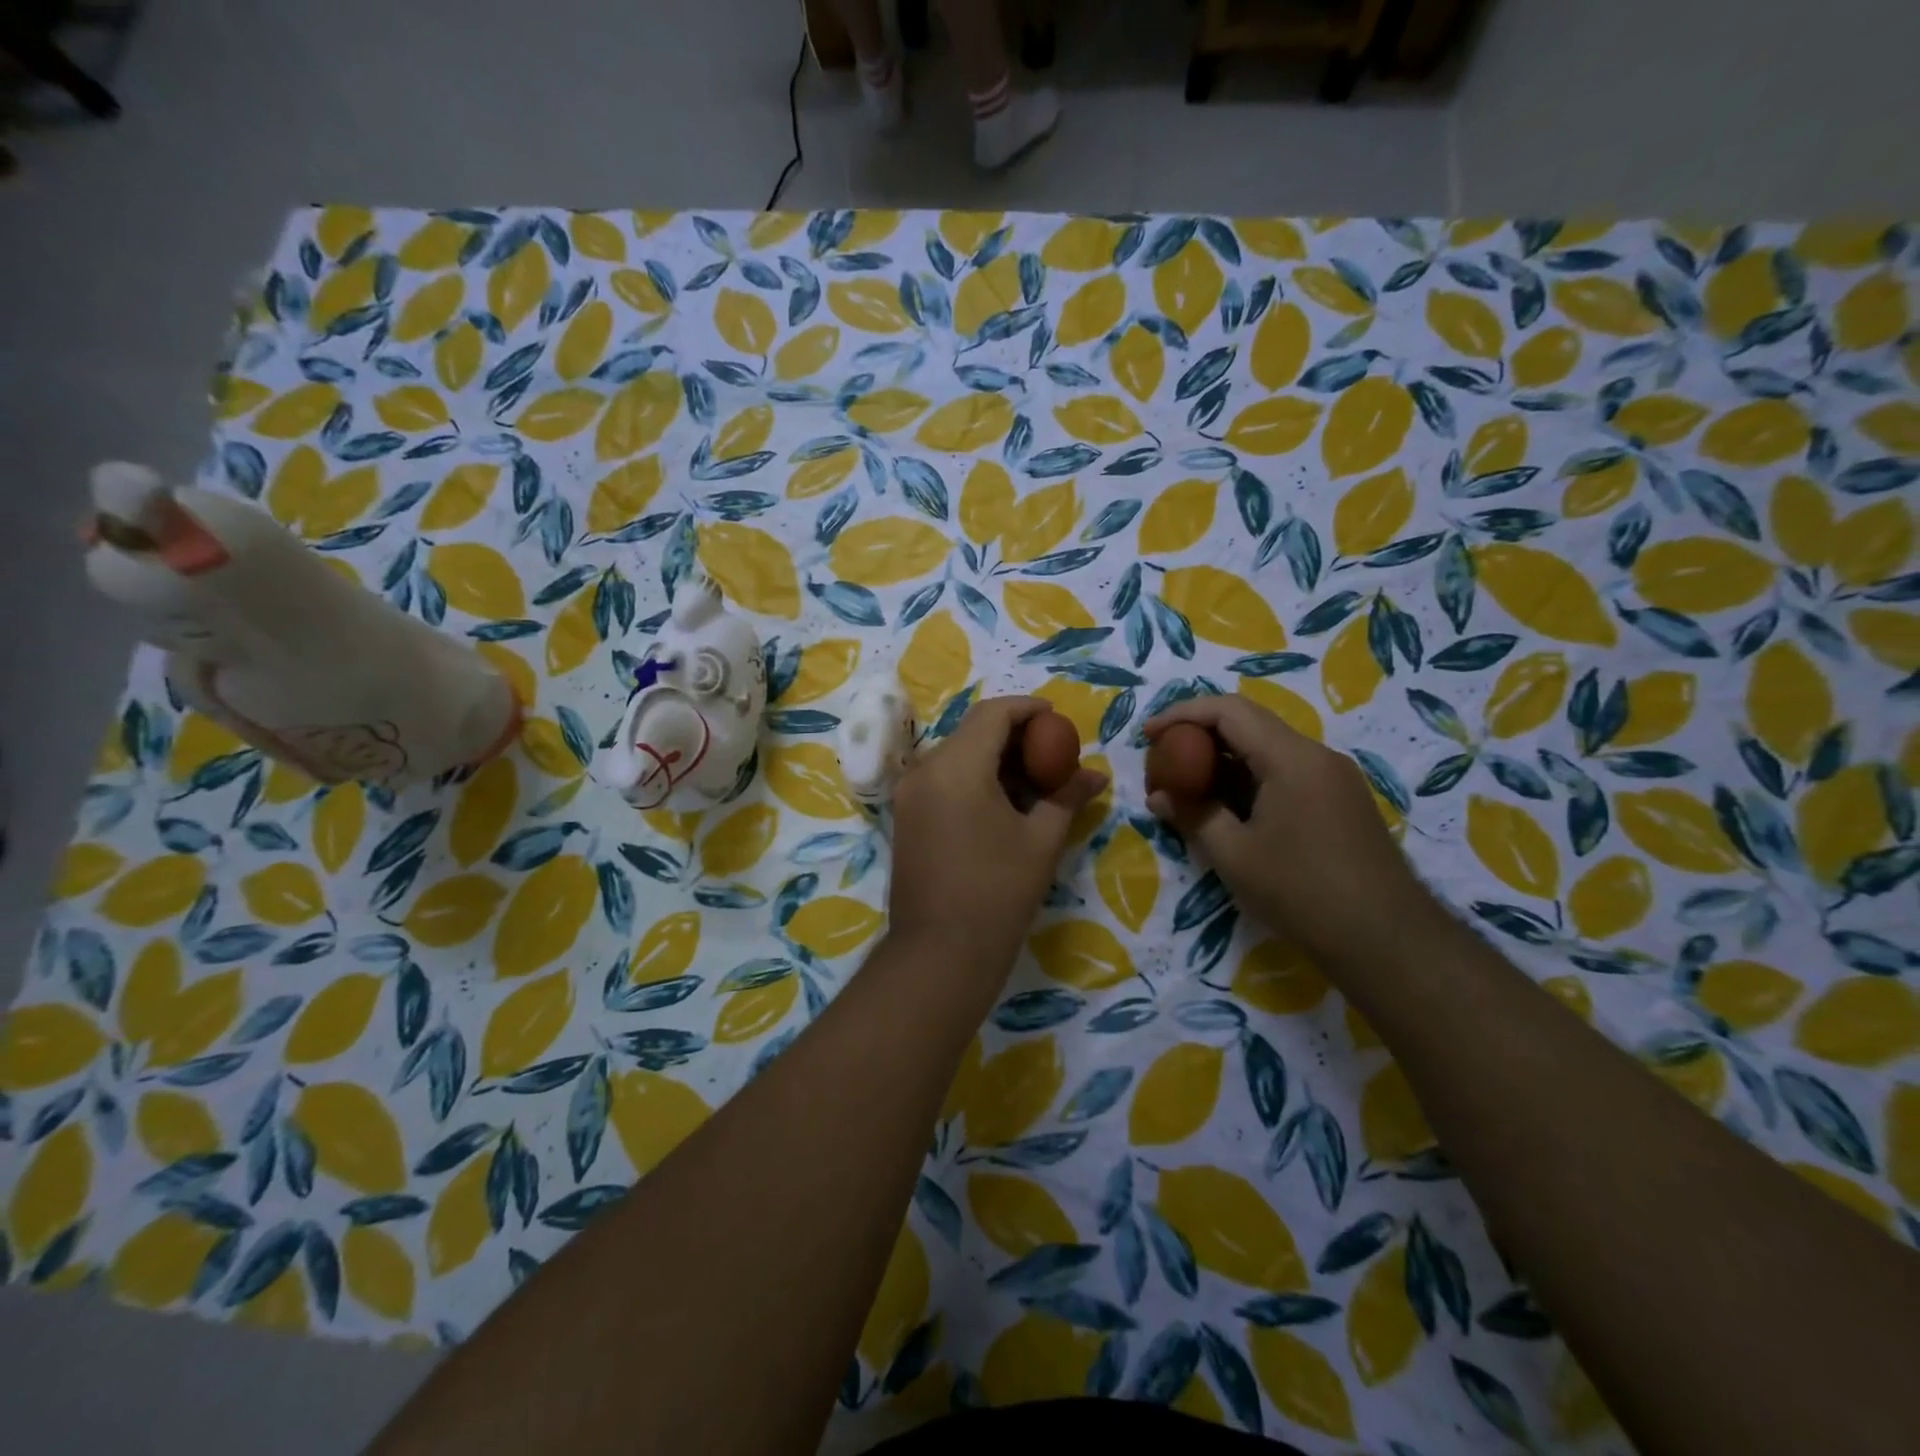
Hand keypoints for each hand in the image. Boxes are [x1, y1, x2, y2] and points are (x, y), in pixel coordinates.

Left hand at [888, 697, 1106, 983]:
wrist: (940, 953)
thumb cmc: (998, 893)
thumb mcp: (1042, 840)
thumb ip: (1067, 797)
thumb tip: (1095, 774)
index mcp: (957, 766)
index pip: (993, 713)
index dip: (1028, 709)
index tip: (1058, 718)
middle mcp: (925, 770)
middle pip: (972, 732)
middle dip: (1014, 736)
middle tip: (1051, 754)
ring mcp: (909, 794)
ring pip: (956, 756)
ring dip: (994, 759)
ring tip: (1033, 782)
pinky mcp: (905, 817)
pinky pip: (943, 780)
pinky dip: (974, 779)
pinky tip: (1003, 804)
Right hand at [1143, 695, 1438, 966]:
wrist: (1385, 940)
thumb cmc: (1301, 891)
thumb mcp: (1233, 854)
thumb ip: (1192, 815)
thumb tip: (1159, 796)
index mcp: (1291, 758)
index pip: (1229, 711)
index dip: (1182, 714)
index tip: (1148, 734)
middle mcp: (1317, 756)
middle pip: (1249, 724)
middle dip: (1200, 736)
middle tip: (1164, 760)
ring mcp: (1334, 778)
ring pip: (1268, 750)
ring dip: (1224, 760)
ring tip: (1188, 786)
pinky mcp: (1340, 801)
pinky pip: (1285, 772)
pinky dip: (1249, 780)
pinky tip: (1228, 808)